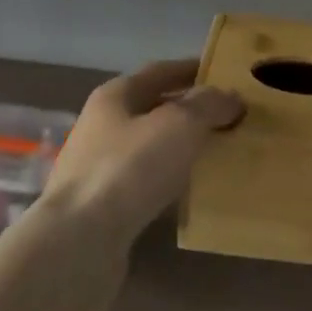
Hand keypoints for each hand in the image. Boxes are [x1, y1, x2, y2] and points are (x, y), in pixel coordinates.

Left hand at [41, 59, 242, 247]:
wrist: (80, 241)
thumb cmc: (131, 168)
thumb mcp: (180, 124)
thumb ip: (208, 105)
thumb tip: (231, 97)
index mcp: (115, 96)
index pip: (160, 71)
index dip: (192, 69)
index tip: (225, 74)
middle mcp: (102, 125)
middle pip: (153, 109)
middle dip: (191, 111)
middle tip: (231, 116)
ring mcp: (99, 167)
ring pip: (151, 147)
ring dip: (182, 147)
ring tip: (219, 152)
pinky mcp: (102, 206)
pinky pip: (146, 182)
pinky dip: (171, 181)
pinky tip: (193, 190)